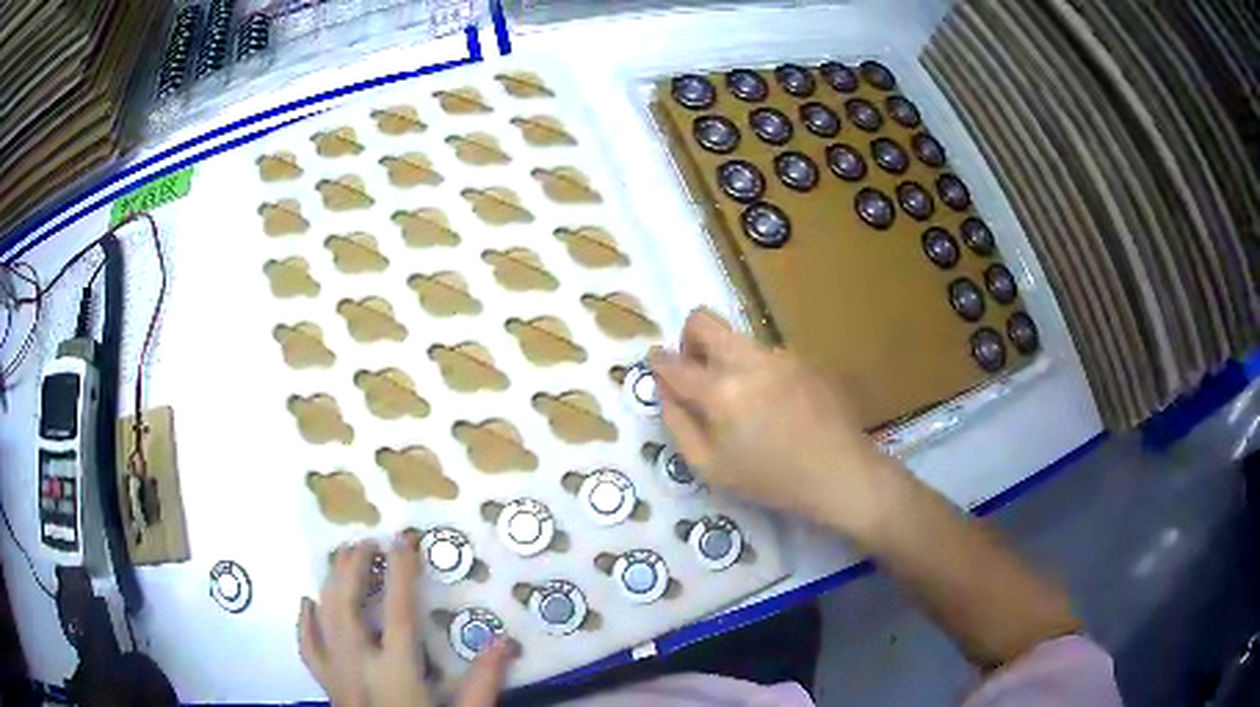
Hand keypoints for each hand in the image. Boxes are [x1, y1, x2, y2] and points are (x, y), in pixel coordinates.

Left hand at [297, 535, 516, 706]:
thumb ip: (484, 682)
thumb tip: (506, 641)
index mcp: (396, 672)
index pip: (398, 611)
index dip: (402, 572)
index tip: (404, 539)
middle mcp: (358, 665)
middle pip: (346, 603)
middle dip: (354, 567)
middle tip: (366, 542)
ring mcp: (336, 673)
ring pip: (323, 616)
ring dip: (330, 582)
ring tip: (340, 558)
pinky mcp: (325, 684)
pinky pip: (306, 645)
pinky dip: (305, 620)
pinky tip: (307, 602)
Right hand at [650, 308, 903, 536]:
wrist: (839, 472)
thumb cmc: (770, 479)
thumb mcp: (710, 467)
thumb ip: (678, 425)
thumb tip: (665, 391)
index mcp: (720, 390)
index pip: (674, 363)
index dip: (657, 361)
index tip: (655, 363)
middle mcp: (748, 360)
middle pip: (704, 320)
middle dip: (689, 339)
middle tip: (695, 371)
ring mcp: (780, 355)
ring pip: (737, 338)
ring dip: (726, 358)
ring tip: (743, 402)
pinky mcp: (802, 360)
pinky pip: (766, 355)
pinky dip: (756, 371)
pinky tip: (775, 406)